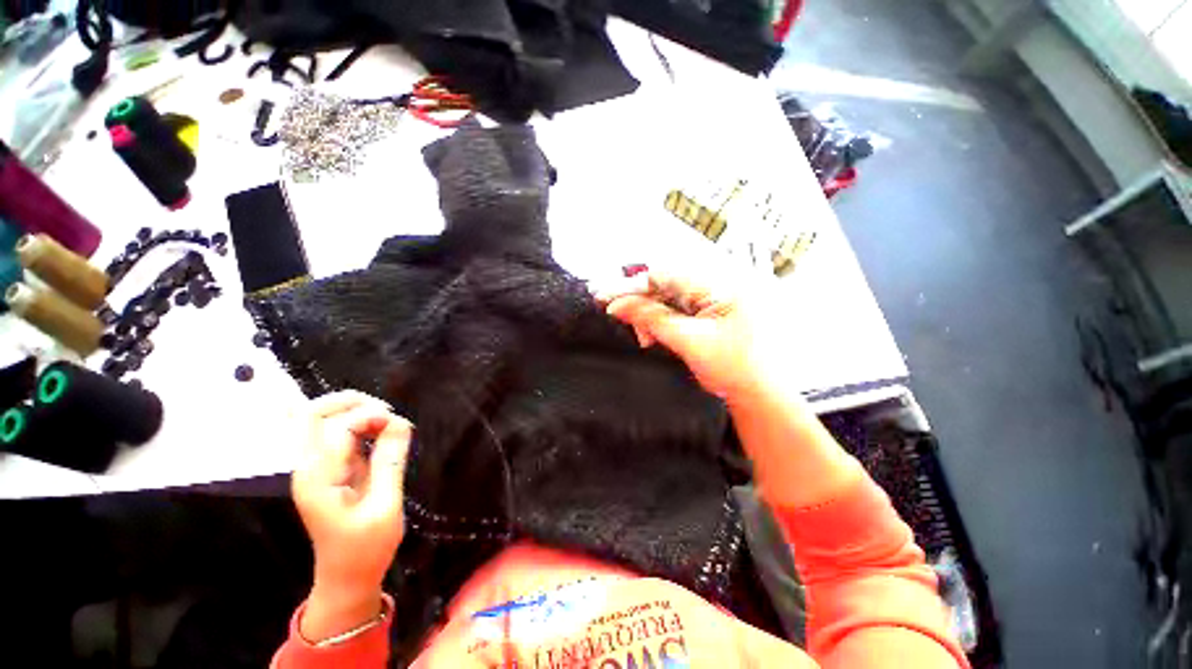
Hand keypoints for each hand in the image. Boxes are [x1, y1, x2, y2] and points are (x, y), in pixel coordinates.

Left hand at [291, 391, 412, 640]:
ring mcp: (314, 468)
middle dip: (351, 402)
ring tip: (386, 422)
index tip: (401, 425)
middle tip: (387, 411)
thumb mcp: (385, 505)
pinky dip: (356, 424)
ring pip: (321, 420)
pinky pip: (334, 434)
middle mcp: (308, 467)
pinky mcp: (327, 470)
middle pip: (313, 414)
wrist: (346, 578)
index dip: (371, 416)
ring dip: (354, 411)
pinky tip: (377, 432)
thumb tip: (400, 421)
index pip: (338, 426)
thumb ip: (390, 461)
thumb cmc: (366, 548)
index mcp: (318, 478)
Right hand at [598, 270, 773, 401]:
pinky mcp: (707, 313)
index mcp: (719, 285)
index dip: (632, 286)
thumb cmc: (734, 369)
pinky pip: (674, 310)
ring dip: (648, 315)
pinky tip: (652, 336)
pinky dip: (659, 323)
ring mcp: (712, 300)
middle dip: (640, 303)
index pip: (665, 275)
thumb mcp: (689, 342)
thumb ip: (652, 319)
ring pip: (666, 298)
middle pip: (664, 285)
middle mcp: (716, 286)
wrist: (759, 394)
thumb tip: (617, 305)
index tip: (605, 297)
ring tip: (643, 338)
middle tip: (621, 320)